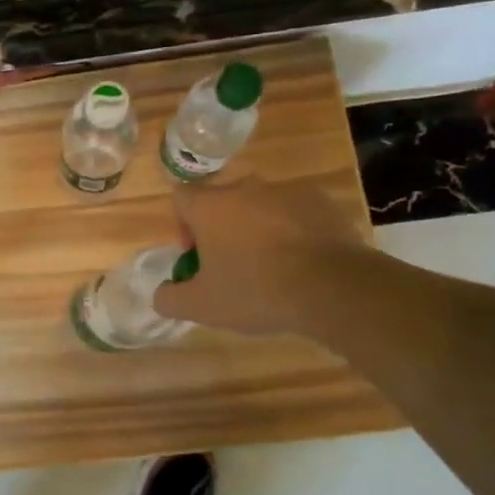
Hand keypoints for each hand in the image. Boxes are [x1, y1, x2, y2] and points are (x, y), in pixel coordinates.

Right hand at [154, 179, 365, 334]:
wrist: (333, 288)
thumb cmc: (255, 291)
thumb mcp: (201, 306)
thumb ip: (170, 298)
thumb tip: (161, 294)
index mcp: (210, 206)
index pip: (181, 197)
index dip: (182, 225)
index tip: (196, 255)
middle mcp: (246, 188)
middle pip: (223, 202)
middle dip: (222, 229)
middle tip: (232, 266)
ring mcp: (287, 191)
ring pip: (261, 206)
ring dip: (259, 229)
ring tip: (272, 267)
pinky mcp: (323, 202)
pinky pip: (297, 213)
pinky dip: (294, 232)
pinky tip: (303, 263)